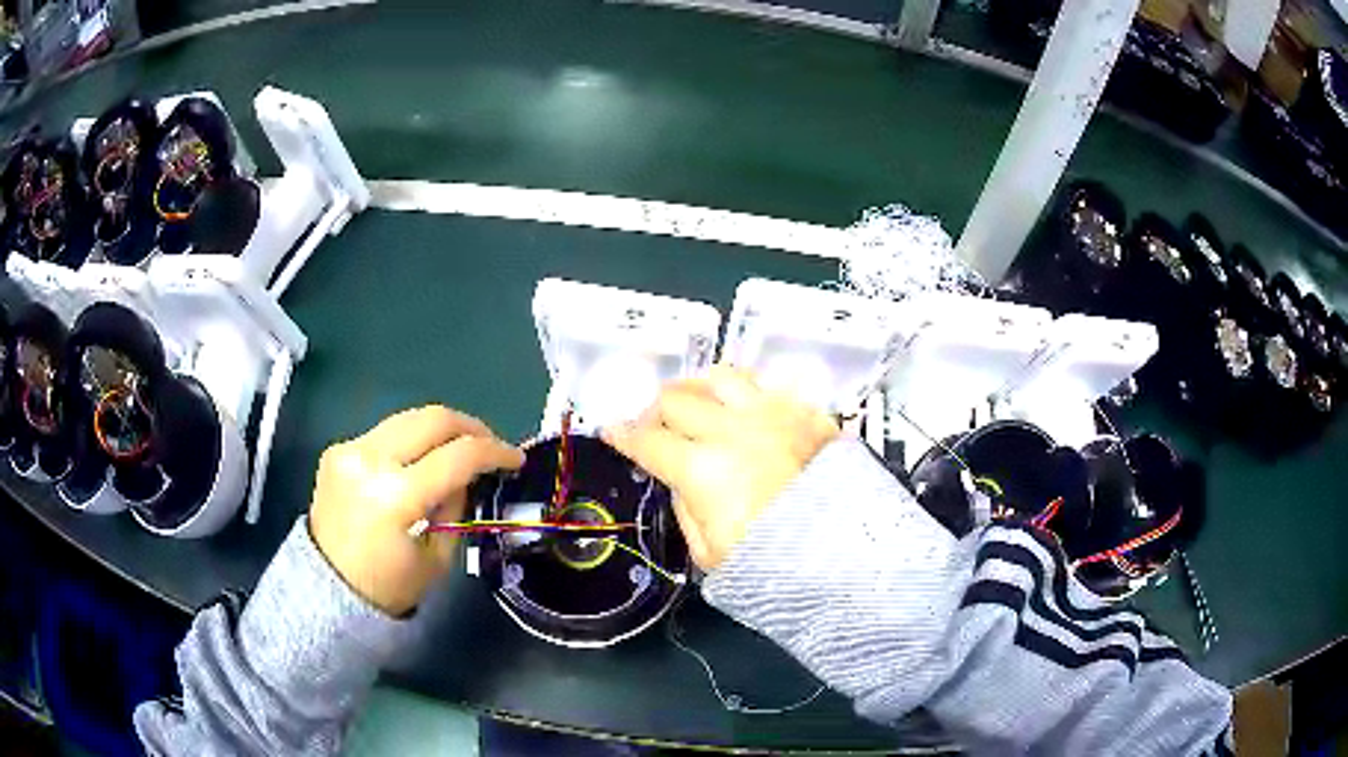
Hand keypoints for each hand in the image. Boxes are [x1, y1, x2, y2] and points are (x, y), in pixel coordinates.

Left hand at [309, 406, 523, 615]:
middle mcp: (369, 460)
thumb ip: (454, 508)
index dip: (495, 452)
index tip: (517, 458)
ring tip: (461, 448)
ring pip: (408, 418)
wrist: (324, 588)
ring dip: (442, 429)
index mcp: (395, 496)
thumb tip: (464, 476)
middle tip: (492, 445)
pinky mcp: (338, 450)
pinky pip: (385, 433)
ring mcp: (349, 449)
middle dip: (471, 426)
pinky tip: (421, 462)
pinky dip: (412, 441)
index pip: (458, 456)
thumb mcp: (436, 558)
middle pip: (432, 418)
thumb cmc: (387, 587)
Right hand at [603, 366, 838, 568]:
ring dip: (699, 388)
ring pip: (720, 376)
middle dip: (655, 410)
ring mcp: (771, 413)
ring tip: (700, 405)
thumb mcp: (710, 554)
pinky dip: (745, 393)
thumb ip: (685, 510)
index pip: (647, 441)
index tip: (612, 430)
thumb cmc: (774, 562)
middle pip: (676, 398)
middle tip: (656, 426)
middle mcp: (731, 429)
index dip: (622, 435)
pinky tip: (745, 410)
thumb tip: (679, 479)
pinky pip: (765, 384)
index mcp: (702, 469)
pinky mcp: (804, 410)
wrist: (847, 553)